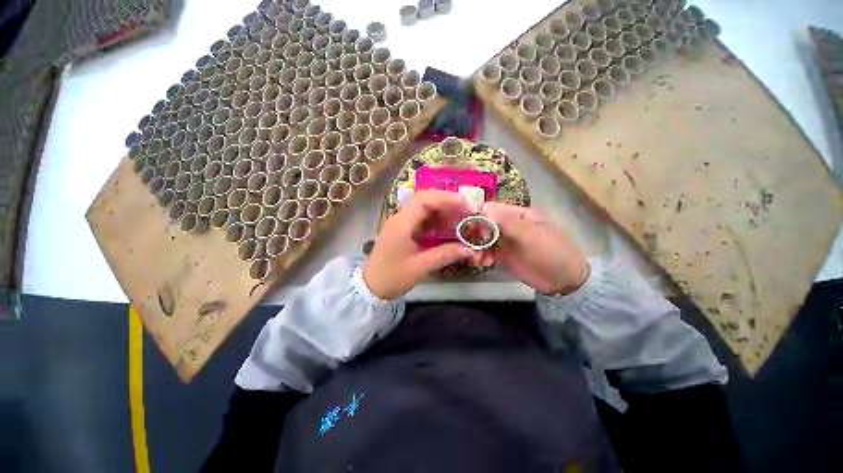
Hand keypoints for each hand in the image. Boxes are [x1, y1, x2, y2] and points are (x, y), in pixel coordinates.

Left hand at [363, 190, 475, 299]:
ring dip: (443, 213)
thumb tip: (469, 249)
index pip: (423, 200)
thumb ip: (445, 255)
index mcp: (402, 223)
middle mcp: (401, 218)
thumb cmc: (393, 277)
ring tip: (460, 221)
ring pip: (425, 210)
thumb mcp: (420, 267)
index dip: (445, 199)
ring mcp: (402, 224)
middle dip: (447, 204)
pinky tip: (448, 229)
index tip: (465, 205)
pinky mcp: (404, 231)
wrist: (372, 287)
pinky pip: (423, 220)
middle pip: (425, 201)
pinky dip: (437, 222)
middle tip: (466, 212)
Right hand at [480, 202, 588, 295]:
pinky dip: (480, 255)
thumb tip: (484, 209)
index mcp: (518, 214)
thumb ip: (508, 222)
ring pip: (482, 238)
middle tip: (470, 246)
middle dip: (474, 234)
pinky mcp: (501, 255)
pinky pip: (485, 252)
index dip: (478, 216)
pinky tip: (481, 262)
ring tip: (475, 258)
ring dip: (475, 246)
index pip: (491, 209)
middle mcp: (508, 225)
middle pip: (483, 223)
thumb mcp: (532, 235)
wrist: (564, 281)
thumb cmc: (551, 252)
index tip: (470, 228)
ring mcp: (504, 240)